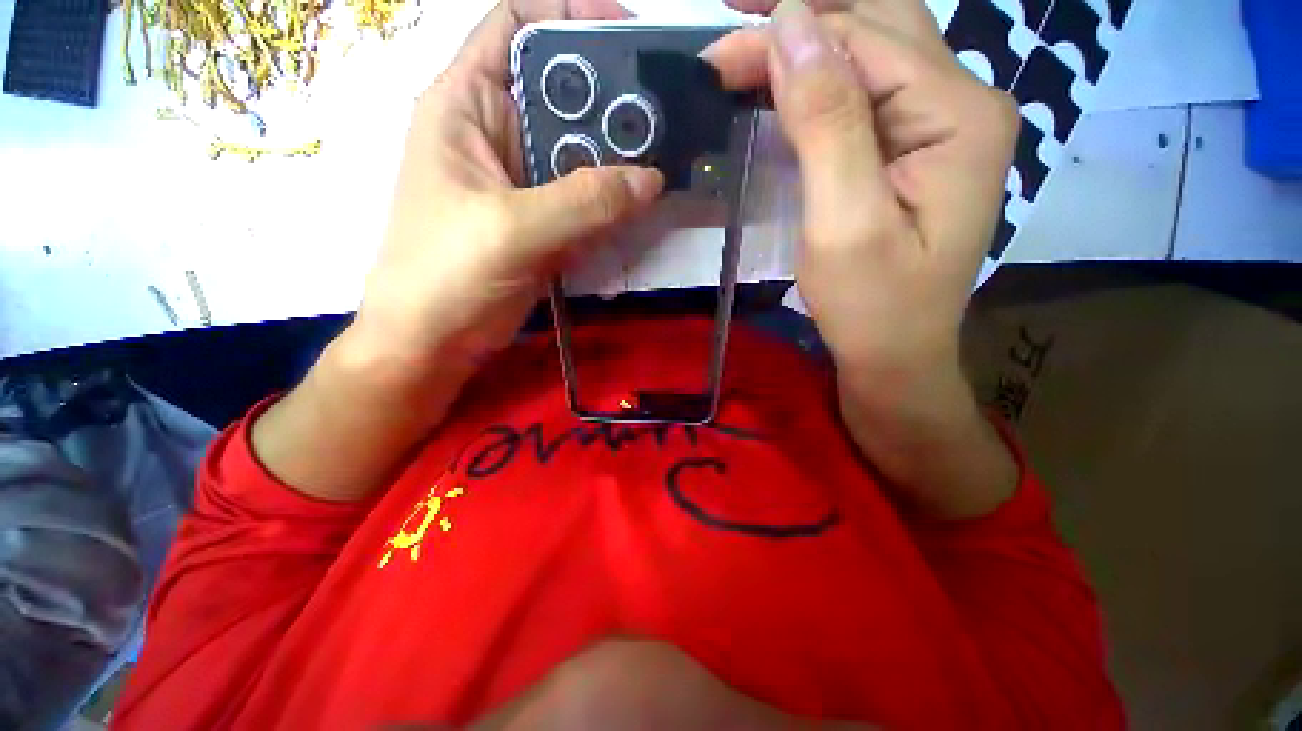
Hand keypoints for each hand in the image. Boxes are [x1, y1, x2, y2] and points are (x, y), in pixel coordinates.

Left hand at [353, 0, 664, 376]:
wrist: (435, 340)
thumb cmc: (446, 275)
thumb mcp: (512, 230)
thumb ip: (583, 202)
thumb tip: (651, 180)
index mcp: (466, 105)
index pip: (515, 25)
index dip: (570, 14)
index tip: (629, 36)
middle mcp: (497, 132)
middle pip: (561, 91)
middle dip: (610, 99)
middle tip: (661, 120)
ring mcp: (523, 180)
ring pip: (579, 149)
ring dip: (616, 157)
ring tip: (660, 163)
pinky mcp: (541, 219)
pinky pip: (584, 195)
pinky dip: (611, 198)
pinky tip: (638, 205)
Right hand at [705, 0, 1020, 516]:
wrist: (897, 355)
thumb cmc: (870, 306)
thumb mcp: (844, 221)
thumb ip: (826, 121)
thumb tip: (791, 24)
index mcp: (959, 116)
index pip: (865, 39)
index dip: (787, 37)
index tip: (717, 56)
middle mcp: (965, 102)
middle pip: (877, 27)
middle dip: (800, 26)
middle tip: (731, 40)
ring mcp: (945, 124)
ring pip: (873, 52)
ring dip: (810, 46)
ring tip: (750, 56)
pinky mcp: (920, 148)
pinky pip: (870, 91)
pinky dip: (823, 81)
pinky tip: (787, 87)